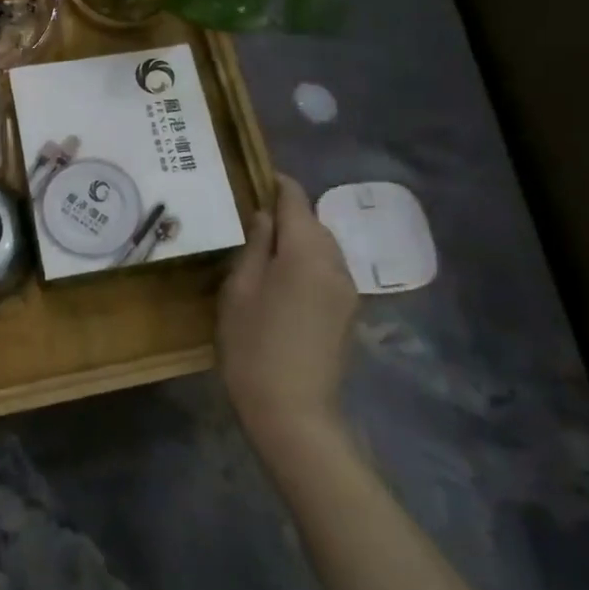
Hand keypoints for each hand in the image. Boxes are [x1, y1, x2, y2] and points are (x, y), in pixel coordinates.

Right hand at [218, 174, 360, 444]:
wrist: (294, 414)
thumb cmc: (253, 346)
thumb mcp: (239, 289)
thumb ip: (255, 245)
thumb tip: (264, 216)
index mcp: (306, 251)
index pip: (296, 200)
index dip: (278, 183)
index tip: (258, 176)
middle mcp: (335, 263)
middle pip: (313, 222)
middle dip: (287, 214)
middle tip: (251, 218)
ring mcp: (347, 290)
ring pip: (323, 247)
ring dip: (299, 240)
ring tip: (266, 249)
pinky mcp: (348, 314)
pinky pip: (328, 271)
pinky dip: (308, 263)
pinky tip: (285, 280)